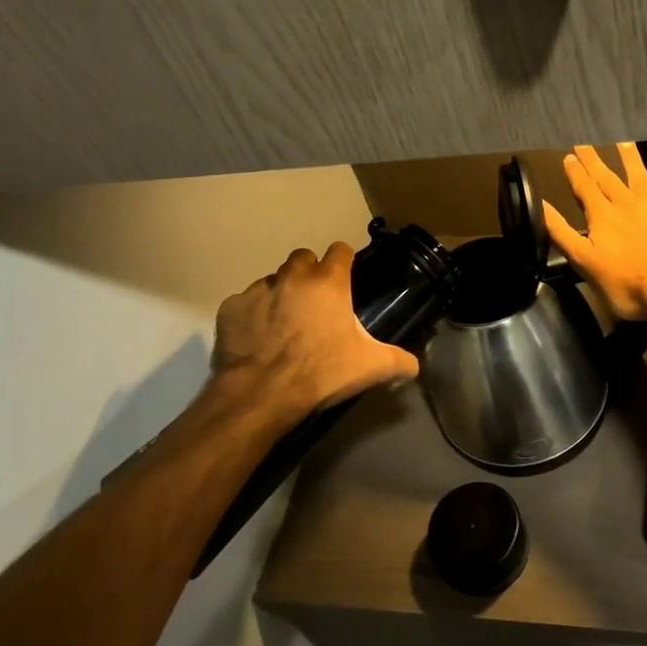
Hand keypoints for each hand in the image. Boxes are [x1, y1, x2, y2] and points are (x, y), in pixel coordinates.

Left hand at [209, 243, 418, 422]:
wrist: (261, 394)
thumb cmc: (321, 373)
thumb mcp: (370, 368)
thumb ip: (399, 361)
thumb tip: (415, 365)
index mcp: (328, 282)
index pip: (340, 250)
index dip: (344, 262)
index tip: (346, 279)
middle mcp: (293, 276)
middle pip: (303, 259)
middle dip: (310, 274)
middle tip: (315, 303)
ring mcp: (258, 289)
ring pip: (273, 280)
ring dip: (281, 294)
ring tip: (284, 324)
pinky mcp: (231, 307)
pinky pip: (245, 303)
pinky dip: (252, 315)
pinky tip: (257, 338)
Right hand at [542, 143, 646, 322]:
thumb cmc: (626, 283)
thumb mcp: (583, 262)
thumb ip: (561, 233)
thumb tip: (540, 205)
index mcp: (602, 216)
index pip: (584, 188)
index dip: (575, 172)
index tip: (568, 156)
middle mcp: (628, 204)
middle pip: (608, 178)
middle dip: (594, 161)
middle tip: (585, 144)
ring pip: (641, 177)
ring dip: (631, 159)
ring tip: (623, 142)